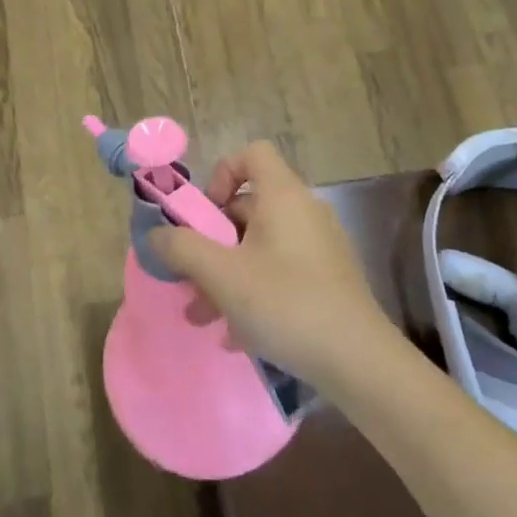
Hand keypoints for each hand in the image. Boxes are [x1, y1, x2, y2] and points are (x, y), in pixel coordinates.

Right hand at [147, 141, 399, 390]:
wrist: (359, 361)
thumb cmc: (285, 304)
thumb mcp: (221, 275)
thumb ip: (182, 248)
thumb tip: (157, 233)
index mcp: (283, 196)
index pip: (252, 154)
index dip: (221, 174)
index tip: (205, 216)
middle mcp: (304, 212)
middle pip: (248, 207)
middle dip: (212, 242)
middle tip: (190, 277)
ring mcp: (319, 247)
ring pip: (260, 247)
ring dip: (226, 275)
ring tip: (202, 316)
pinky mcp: (328, 280)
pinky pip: (280, 272)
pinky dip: (255, 293)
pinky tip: (238, 336)